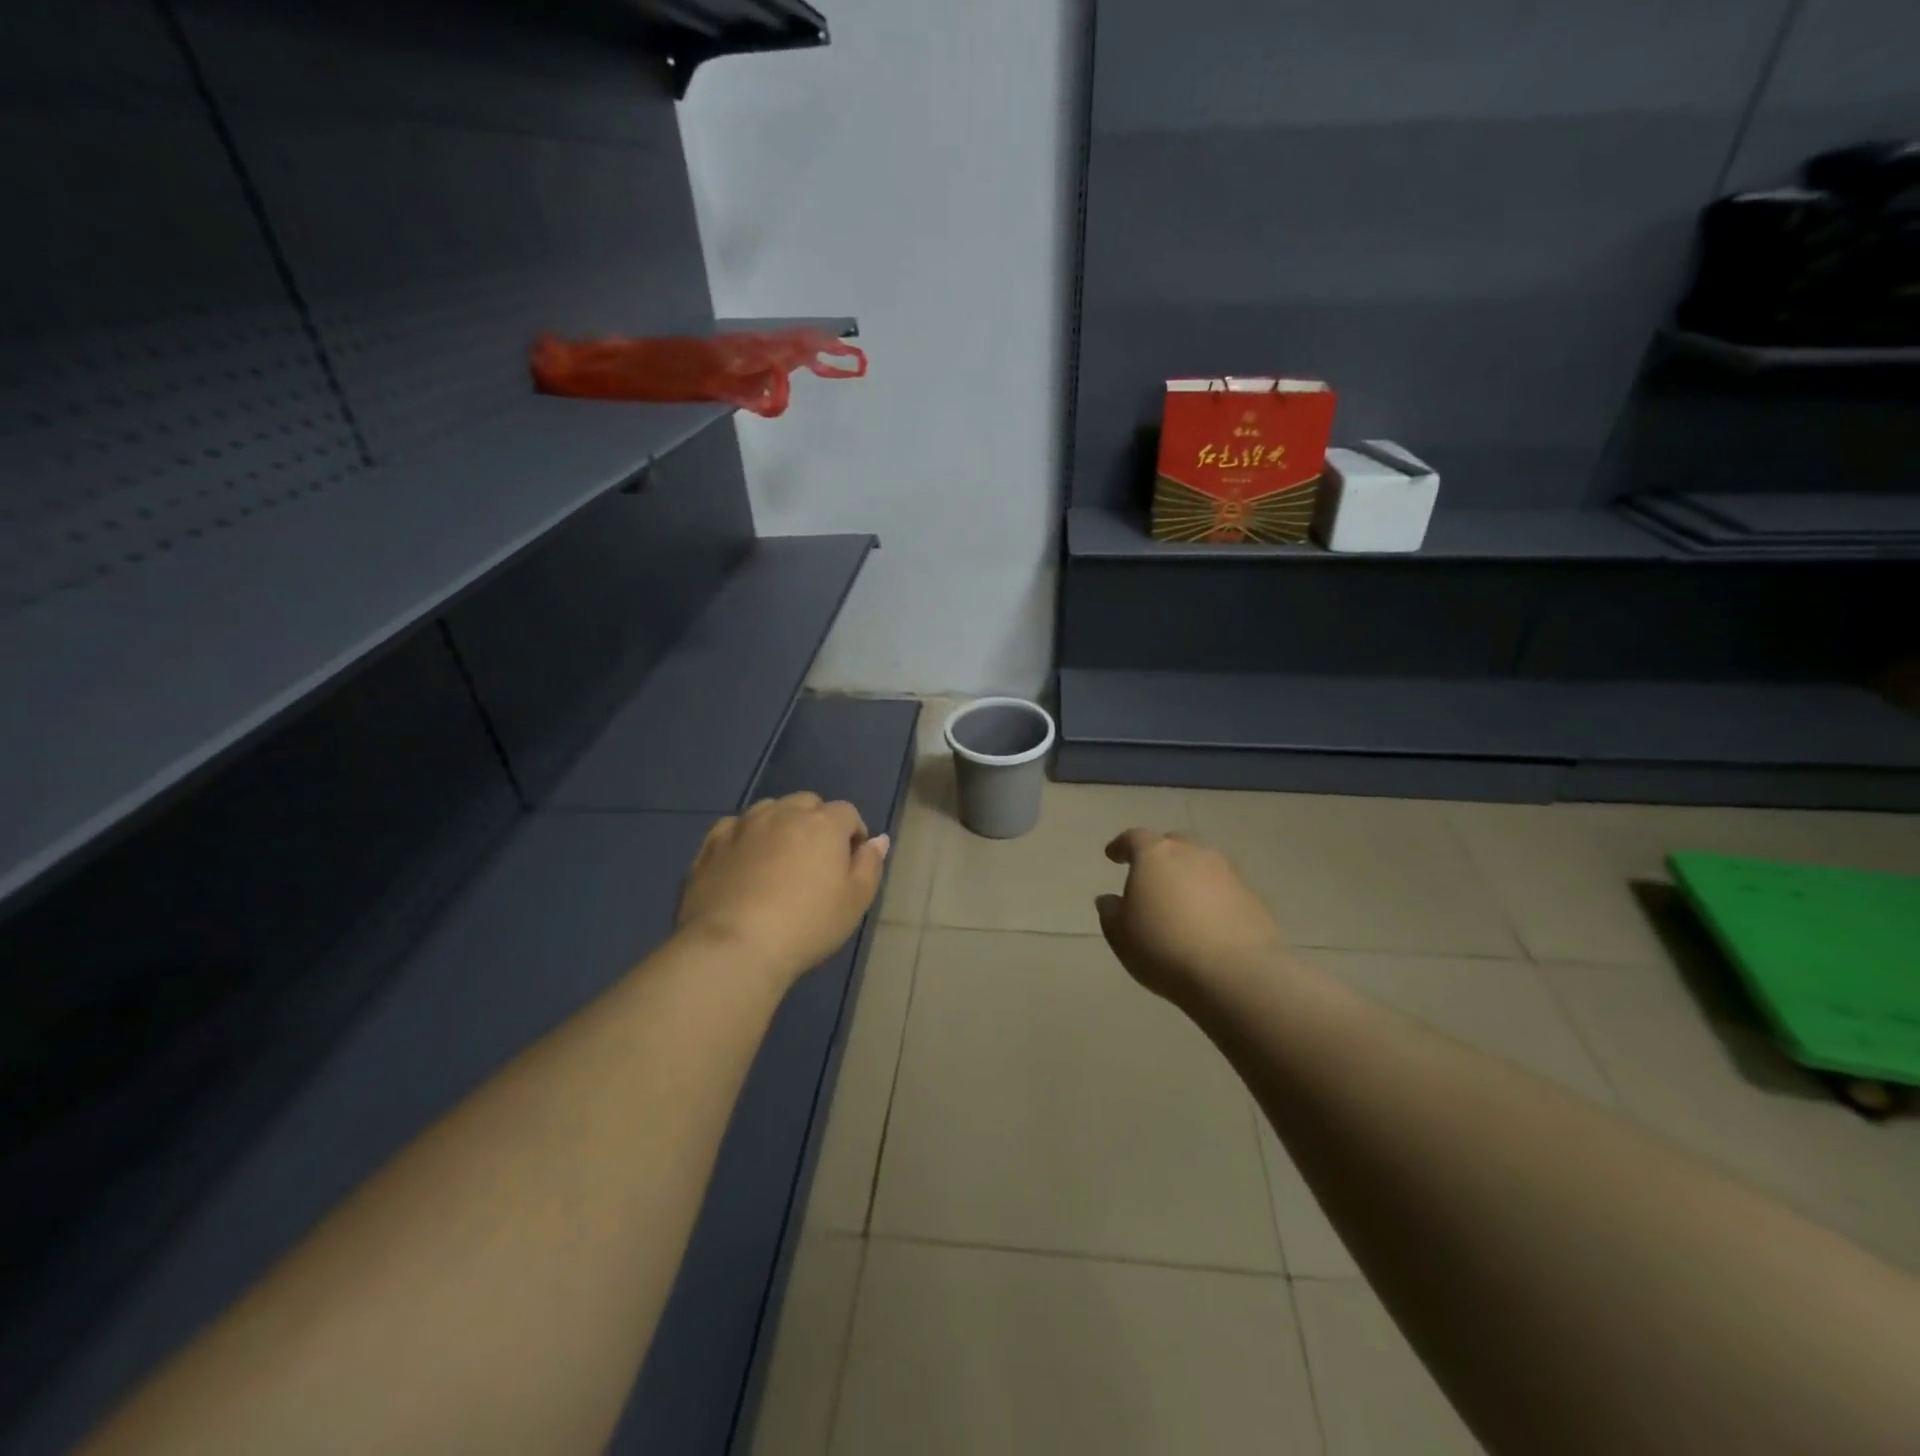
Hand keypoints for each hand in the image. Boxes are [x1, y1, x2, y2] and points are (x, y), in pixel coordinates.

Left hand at [677, 793, 889, 989]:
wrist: (734, 946)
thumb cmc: (806, 925)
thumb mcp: (855, 901)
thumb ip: (870, 865)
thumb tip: (878, 840)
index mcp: (823, 823)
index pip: (847, 813)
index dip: (853, 835)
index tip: (850, 863)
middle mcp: (784, 812)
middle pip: (807, 804)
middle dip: (816, 823)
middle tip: (815, 861)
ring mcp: (744, 825)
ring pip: (770, 810)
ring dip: (780, 825)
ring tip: (779, 859)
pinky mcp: (712, 843)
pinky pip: (734, 827)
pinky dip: (744, 837)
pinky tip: (743, 862)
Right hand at [1095, 829, 1284, 1004]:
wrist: (1236, 973)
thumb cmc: (1164, 948)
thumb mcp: (1121, 935)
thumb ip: (1111, 912)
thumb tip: (1110, 899)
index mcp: (1155, 855)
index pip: (1134, 838)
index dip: (1121, 846)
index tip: (1113, 856)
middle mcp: (1193, 853)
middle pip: (1173, 843)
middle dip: (1160, 856)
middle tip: (1151, 876)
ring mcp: (1228, 873)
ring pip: (1203, 864)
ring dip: (1190, 876)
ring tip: (1181, 901)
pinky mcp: (1254, 897)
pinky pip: (1225, 889)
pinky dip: (1213, 897)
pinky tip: (1209, 921)